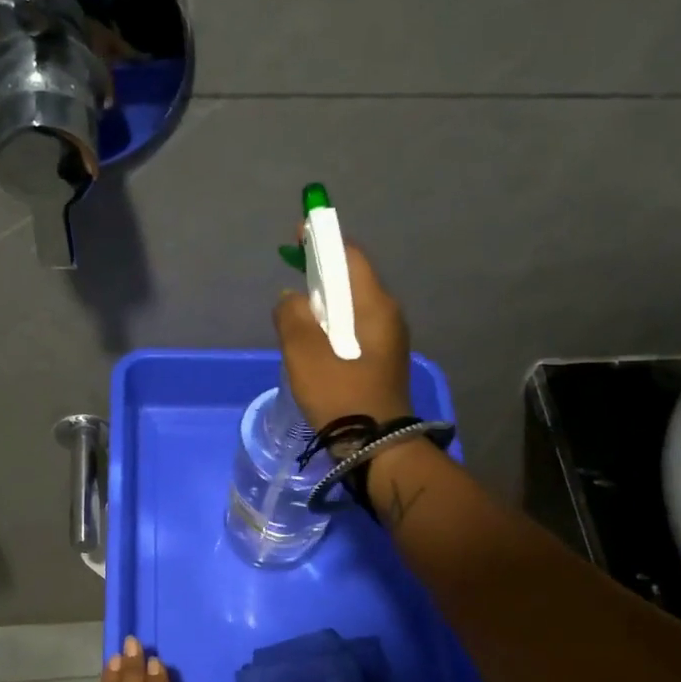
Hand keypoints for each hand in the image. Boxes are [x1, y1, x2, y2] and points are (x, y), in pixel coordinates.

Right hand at [273, 241, 412, 431]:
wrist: (375, 447)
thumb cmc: (340, 393)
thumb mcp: (304, 352)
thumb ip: (292, 316)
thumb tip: (291, 298)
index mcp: (374, 305)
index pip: (350, 256)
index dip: (323, 240)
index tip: (297, 234)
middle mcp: (387, 316)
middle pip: (352, 281)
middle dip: (321, 273)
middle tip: (292, 276)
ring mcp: (388, 341)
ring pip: (352, 308)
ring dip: (325, 304)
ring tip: (298, 314)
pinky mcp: (382, 362)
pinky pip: (354, 331)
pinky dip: (332, 326)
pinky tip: (314, 344)